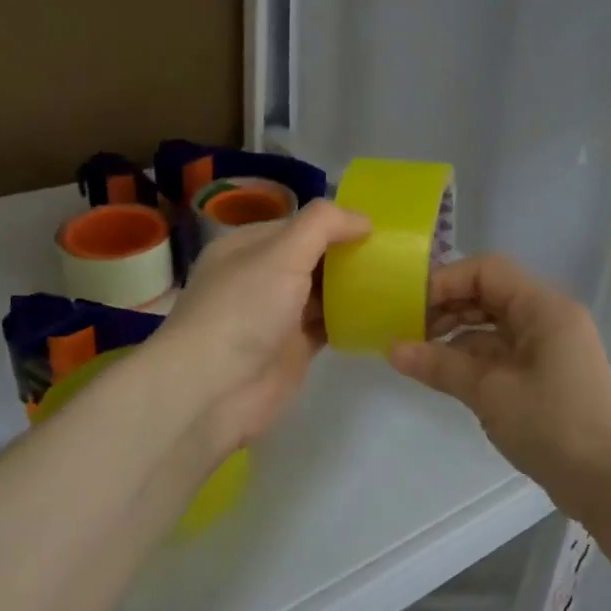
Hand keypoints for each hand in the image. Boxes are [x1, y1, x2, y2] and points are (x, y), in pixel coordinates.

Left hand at [152, 200, 369, 461]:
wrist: (213, 391)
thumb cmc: (243, 311)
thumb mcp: (281, 253)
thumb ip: (323, 226)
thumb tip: (363, 218)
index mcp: (247, 247)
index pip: (299, 224)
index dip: (336, 223)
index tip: (378, 228)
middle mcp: (260, 277)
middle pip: (313, 257)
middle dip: (348, 254)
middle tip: (394, 253)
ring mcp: (277, 315)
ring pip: (323, 291)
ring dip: (353, 286)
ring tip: (397, 278)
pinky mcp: (293, 348)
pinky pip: (328, 324)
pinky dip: (351, 318)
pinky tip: (381, 311)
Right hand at [388, 255, 610, 520]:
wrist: (608, 483)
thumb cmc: (551, 426)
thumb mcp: (490, 393)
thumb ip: (440, 365)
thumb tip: (392, 349)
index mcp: (545, 308)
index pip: (487, 271)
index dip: (445, 282)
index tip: (408, 305)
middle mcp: (551, 317)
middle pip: (491, 294)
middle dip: (448, 307)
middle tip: (408, 330)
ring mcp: (552, 346)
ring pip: (496, 324)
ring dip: (458, 334)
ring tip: (419, 353)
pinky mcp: (548, 373)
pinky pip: (505, 350)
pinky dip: (475, 356)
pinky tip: (446, 372)